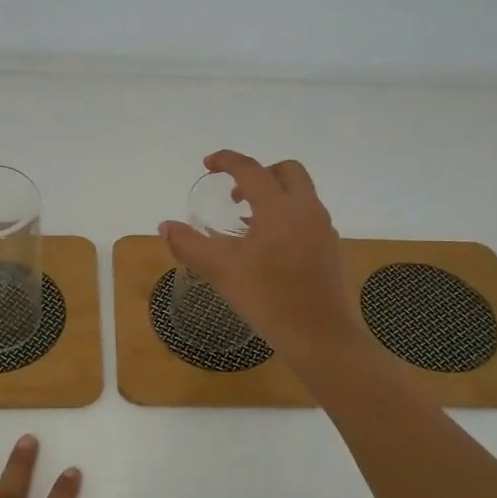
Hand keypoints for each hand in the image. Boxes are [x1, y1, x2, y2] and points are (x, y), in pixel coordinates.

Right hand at [159, 150, 356, 363]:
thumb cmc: (268, 298)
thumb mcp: (221, 270)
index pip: (251, 170)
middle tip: (235, 195)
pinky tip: (269, 246)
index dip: (227, 161)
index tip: (208, 164)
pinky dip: (286, 215)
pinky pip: (307, 215)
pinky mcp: (330, 247)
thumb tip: (165, 226)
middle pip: (286, 171)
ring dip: (273, 194)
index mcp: (279, 208)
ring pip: (300, 193)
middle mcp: (306, 209)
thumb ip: (190, 244)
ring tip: (247, 222)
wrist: (319, 336)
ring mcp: (323, 228)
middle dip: (259, 173)